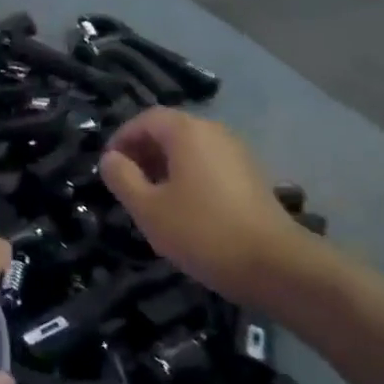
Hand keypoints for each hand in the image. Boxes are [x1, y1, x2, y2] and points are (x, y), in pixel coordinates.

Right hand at [100, 108, 330, 305]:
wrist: (274, 264)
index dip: (122, 138)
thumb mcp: (148, 208)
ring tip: (151, 198)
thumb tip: (110, 159)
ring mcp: (237, 153)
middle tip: (126, 183)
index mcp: (188, 132)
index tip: (109, 166)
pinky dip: (189, 176)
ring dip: (165, 166)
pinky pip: (209, 164)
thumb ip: (122, 178)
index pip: (146, 118)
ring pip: (191, 149)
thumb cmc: (201, 231)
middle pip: (170, 130)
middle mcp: (215, 132)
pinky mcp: (251, 176)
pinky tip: (183, 209)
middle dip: (143, 152)